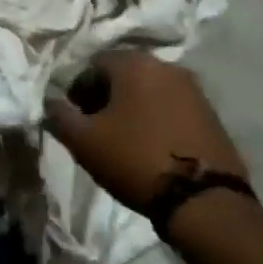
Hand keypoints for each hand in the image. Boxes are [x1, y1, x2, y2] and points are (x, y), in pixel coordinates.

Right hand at [45, 52, 247, 215]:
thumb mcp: (84, 141)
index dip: (78, 91)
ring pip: (149, 90)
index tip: (76, 120)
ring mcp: (193, 89)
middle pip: (123, 74)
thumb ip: (59, 115)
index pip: (93, 65)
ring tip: (125, 141)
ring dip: (133, 108)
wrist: (204, 201)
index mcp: (133, 62)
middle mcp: (165, 65)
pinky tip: (152, 147)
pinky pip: (172, 107)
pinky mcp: (211, 114)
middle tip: (97, 130)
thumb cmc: (135, 159)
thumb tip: (50, 102)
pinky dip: (157, 119)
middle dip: (106, 97)